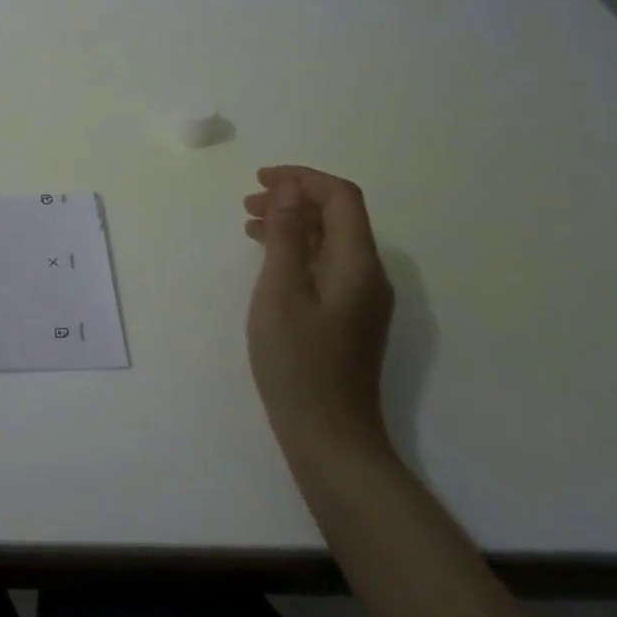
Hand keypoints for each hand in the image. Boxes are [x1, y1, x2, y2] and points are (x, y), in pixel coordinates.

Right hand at [242, 167, 396, 462]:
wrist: (329, 437)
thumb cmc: (297, 361)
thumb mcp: (281, 291)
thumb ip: (287, 236)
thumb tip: (289, 189)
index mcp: (358, 263)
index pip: (341, 198)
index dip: (302, 179)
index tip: (260, 180)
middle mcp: (369, 275)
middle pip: (339, 216)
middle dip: (295, 199)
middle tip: (248, 202)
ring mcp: (361, 299)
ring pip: (331, 241)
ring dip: (293, 224)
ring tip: (249, 225)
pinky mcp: (349, 318)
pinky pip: (326, 266)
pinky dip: (297, 251)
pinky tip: (268, 260)